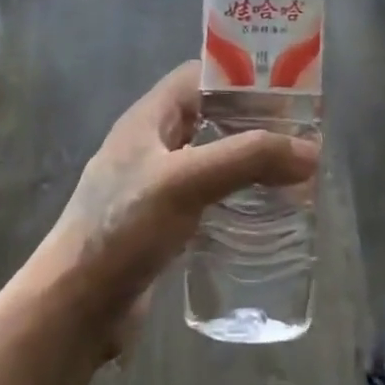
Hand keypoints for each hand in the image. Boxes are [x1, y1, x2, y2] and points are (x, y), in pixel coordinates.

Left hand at [36, 61, 317, 358]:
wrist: (73, 309)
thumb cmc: (123, 229)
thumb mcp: (187, 181)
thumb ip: (248, 159)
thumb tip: (311, 150)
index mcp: (149, 118)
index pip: (199, 76)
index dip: (240, 76)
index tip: (286, 89)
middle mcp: (152, 145)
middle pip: (211, 117)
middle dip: (253, 122)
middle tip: (300, 135)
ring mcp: (155, 186)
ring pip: (212, 159)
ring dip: (248, 162)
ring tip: (293, 172)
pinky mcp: (162, 225)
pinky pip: (208, 197)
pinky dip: (236, 198)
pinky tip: (264, 213)